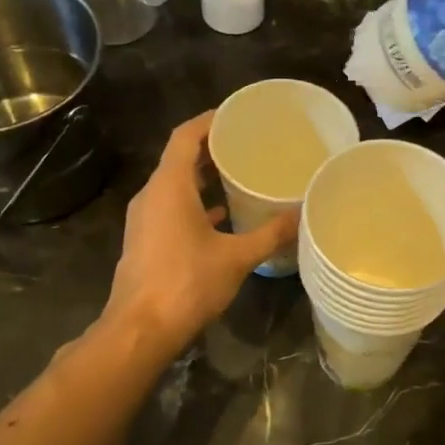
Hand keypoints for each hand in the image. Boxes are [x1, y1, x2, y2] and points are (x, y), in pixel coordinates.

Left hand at [103, 112, 297, 349]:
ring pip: (175, 185)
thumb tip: (303, 214)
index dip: (208, 121)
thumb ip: (271, 233)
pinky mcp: (146, 240)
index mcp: (169, 187)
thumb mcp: (237, 257)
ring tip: (238, 173)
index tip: (236, 115)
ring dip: (203, 176)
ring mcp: (145, 219)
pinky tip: (221, 215)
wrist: (140, 330)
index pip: (184, 137)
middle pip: (179, 158)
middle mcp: (152, 195)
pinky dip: (195, 202)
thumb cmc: (187, 283)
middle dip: (211, 147)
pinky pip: (171, 207)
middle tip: (247, 143)